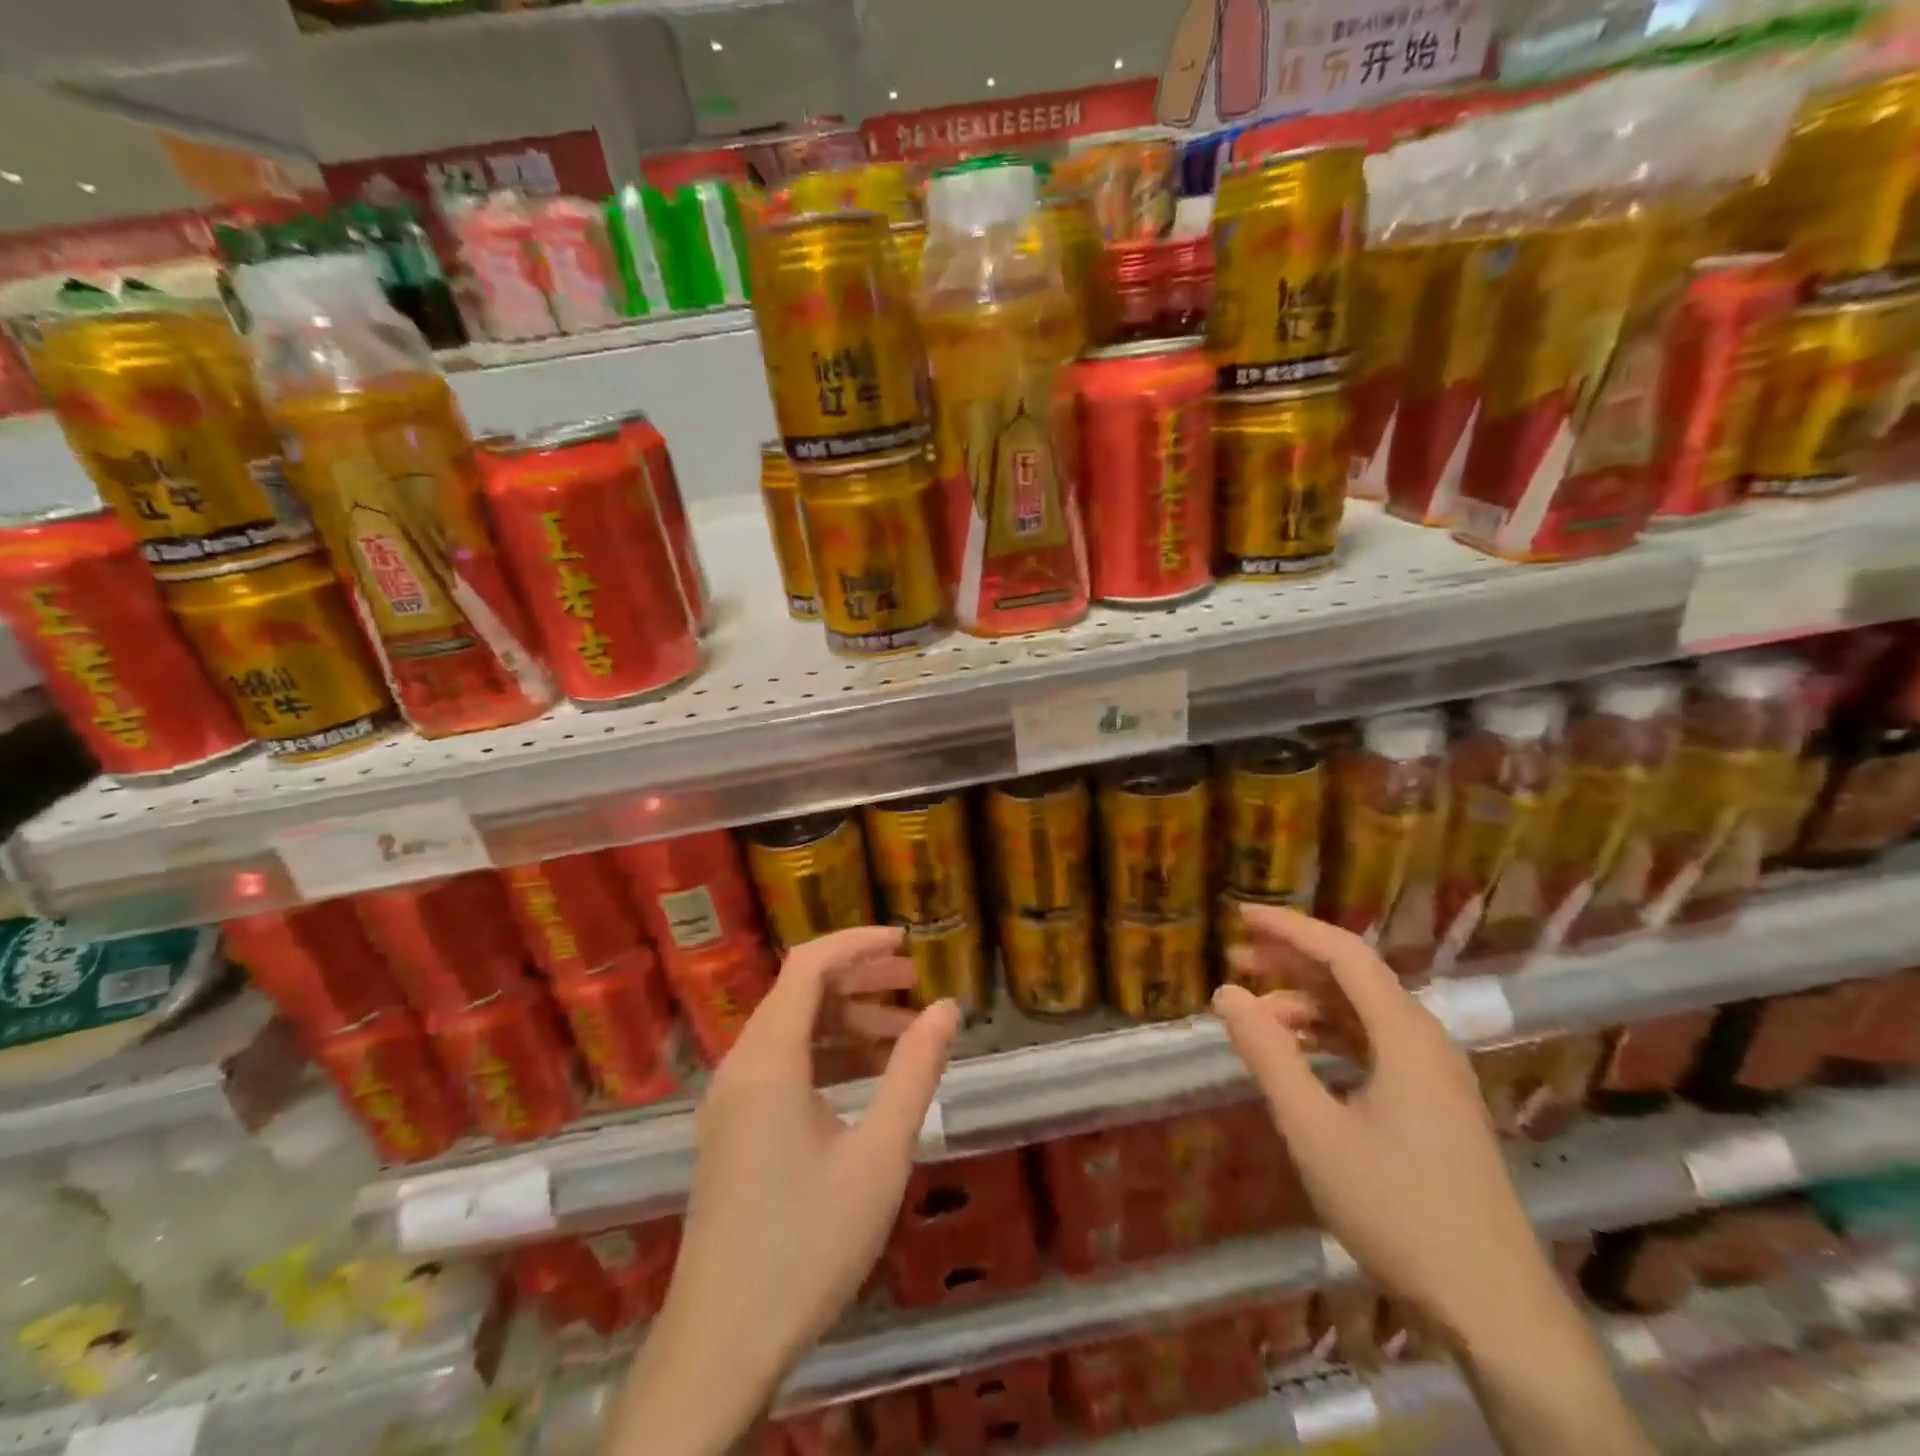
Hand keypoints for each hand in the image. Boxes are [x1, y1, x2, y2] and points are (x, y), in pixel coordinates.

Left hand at [642, 926, 961, 1420]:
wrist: (721, 1345)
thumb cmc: (807, 1245)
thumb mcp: (879, 1156)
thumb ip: (915, 1073)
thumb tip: (946, 1008)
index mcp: (768, 1060)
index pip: (808, 965)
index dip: (858, 942)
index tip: (908, 941)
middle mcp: (740, 1065)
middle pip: (798, 991)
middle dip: (858, 977)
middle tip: (914, 982)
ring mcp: (729, 1098)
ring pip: (790, 1028)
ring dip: (844, 1018)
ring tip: (902, 1031)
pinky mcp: (730, 1128)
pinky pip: (780, 1063)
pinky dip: (824, 1053)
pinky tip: (865, 1077)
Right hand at [1213, 907, 1561, 1343]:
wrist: (1494, 1310)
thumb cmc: (1396, 1208)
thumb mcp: (1313, 1129)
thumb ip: (1267, 1054)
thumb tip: (1227, 993)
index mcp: (1404, 1035)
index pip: (1343, 953)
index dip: (1290, 928)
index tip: (1241, 917)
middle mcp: (1425, 1041)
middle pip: (1354, 977)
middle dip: (1292, 961)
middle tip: (1236, 958)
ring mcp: (1435, 1075)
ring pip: (1363, 1013)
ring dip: (1308, 1002)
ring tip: (1256, 1012)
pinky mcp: (1435, 1105)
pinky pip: (1374, 1045)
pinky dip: (1329, 1036)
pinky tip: (1298, 1054)